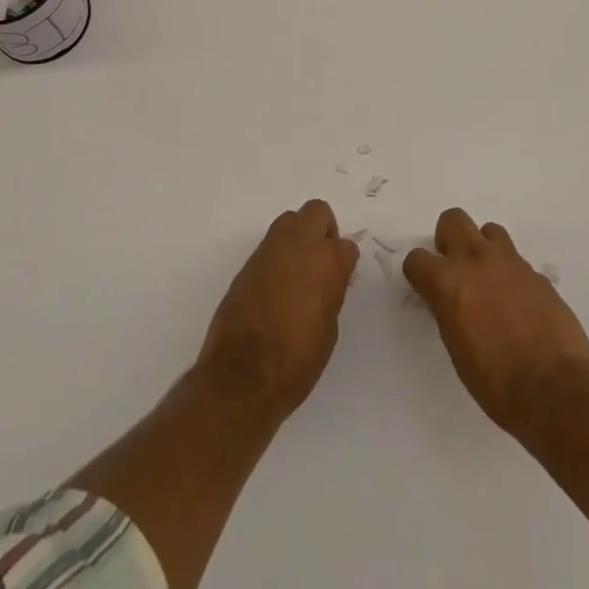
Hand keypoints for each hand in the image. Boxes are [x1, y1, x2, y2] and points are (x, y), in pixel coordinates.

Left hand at [196, 199, 358, 423]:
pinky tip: (277, 288)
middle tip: (322, 262)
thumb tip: (328, 280)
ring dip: (298, 238)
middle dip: (324, 230)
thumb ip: (331, 292)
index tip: (341, 282)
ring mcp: (268, 251)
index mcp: (326, 261)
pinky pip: (269, 246)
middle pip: (316, 212)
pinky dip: (277, 257)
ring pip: (289, 221)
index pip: (346, 246)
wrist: (242, 377)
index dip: (345, 264)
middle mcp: (297, 245)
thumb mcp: (329, 329)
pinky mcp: (247, 264)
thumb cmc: (296, 361)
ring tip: (298, 273)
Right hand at [405, 208, 588, 439]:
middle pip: (453, 220)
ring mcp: (511, 263)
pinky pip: (517, 261)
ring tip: (490, 281)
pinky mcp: (538, 274)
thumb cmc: (496, 383)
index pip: (417, 258)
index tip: (426, 287)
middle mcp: (477, 261)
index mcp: (448, 282)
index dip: (419, 272)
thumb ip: (449, 312)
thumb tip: (451, 301)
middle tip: (456, 269)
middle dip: (449, 239)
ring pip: (489, 231)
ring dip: (484, 249)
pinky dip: (511, 275)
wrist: (555, 390)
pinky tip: (518, 304)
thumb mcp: (457, 349)